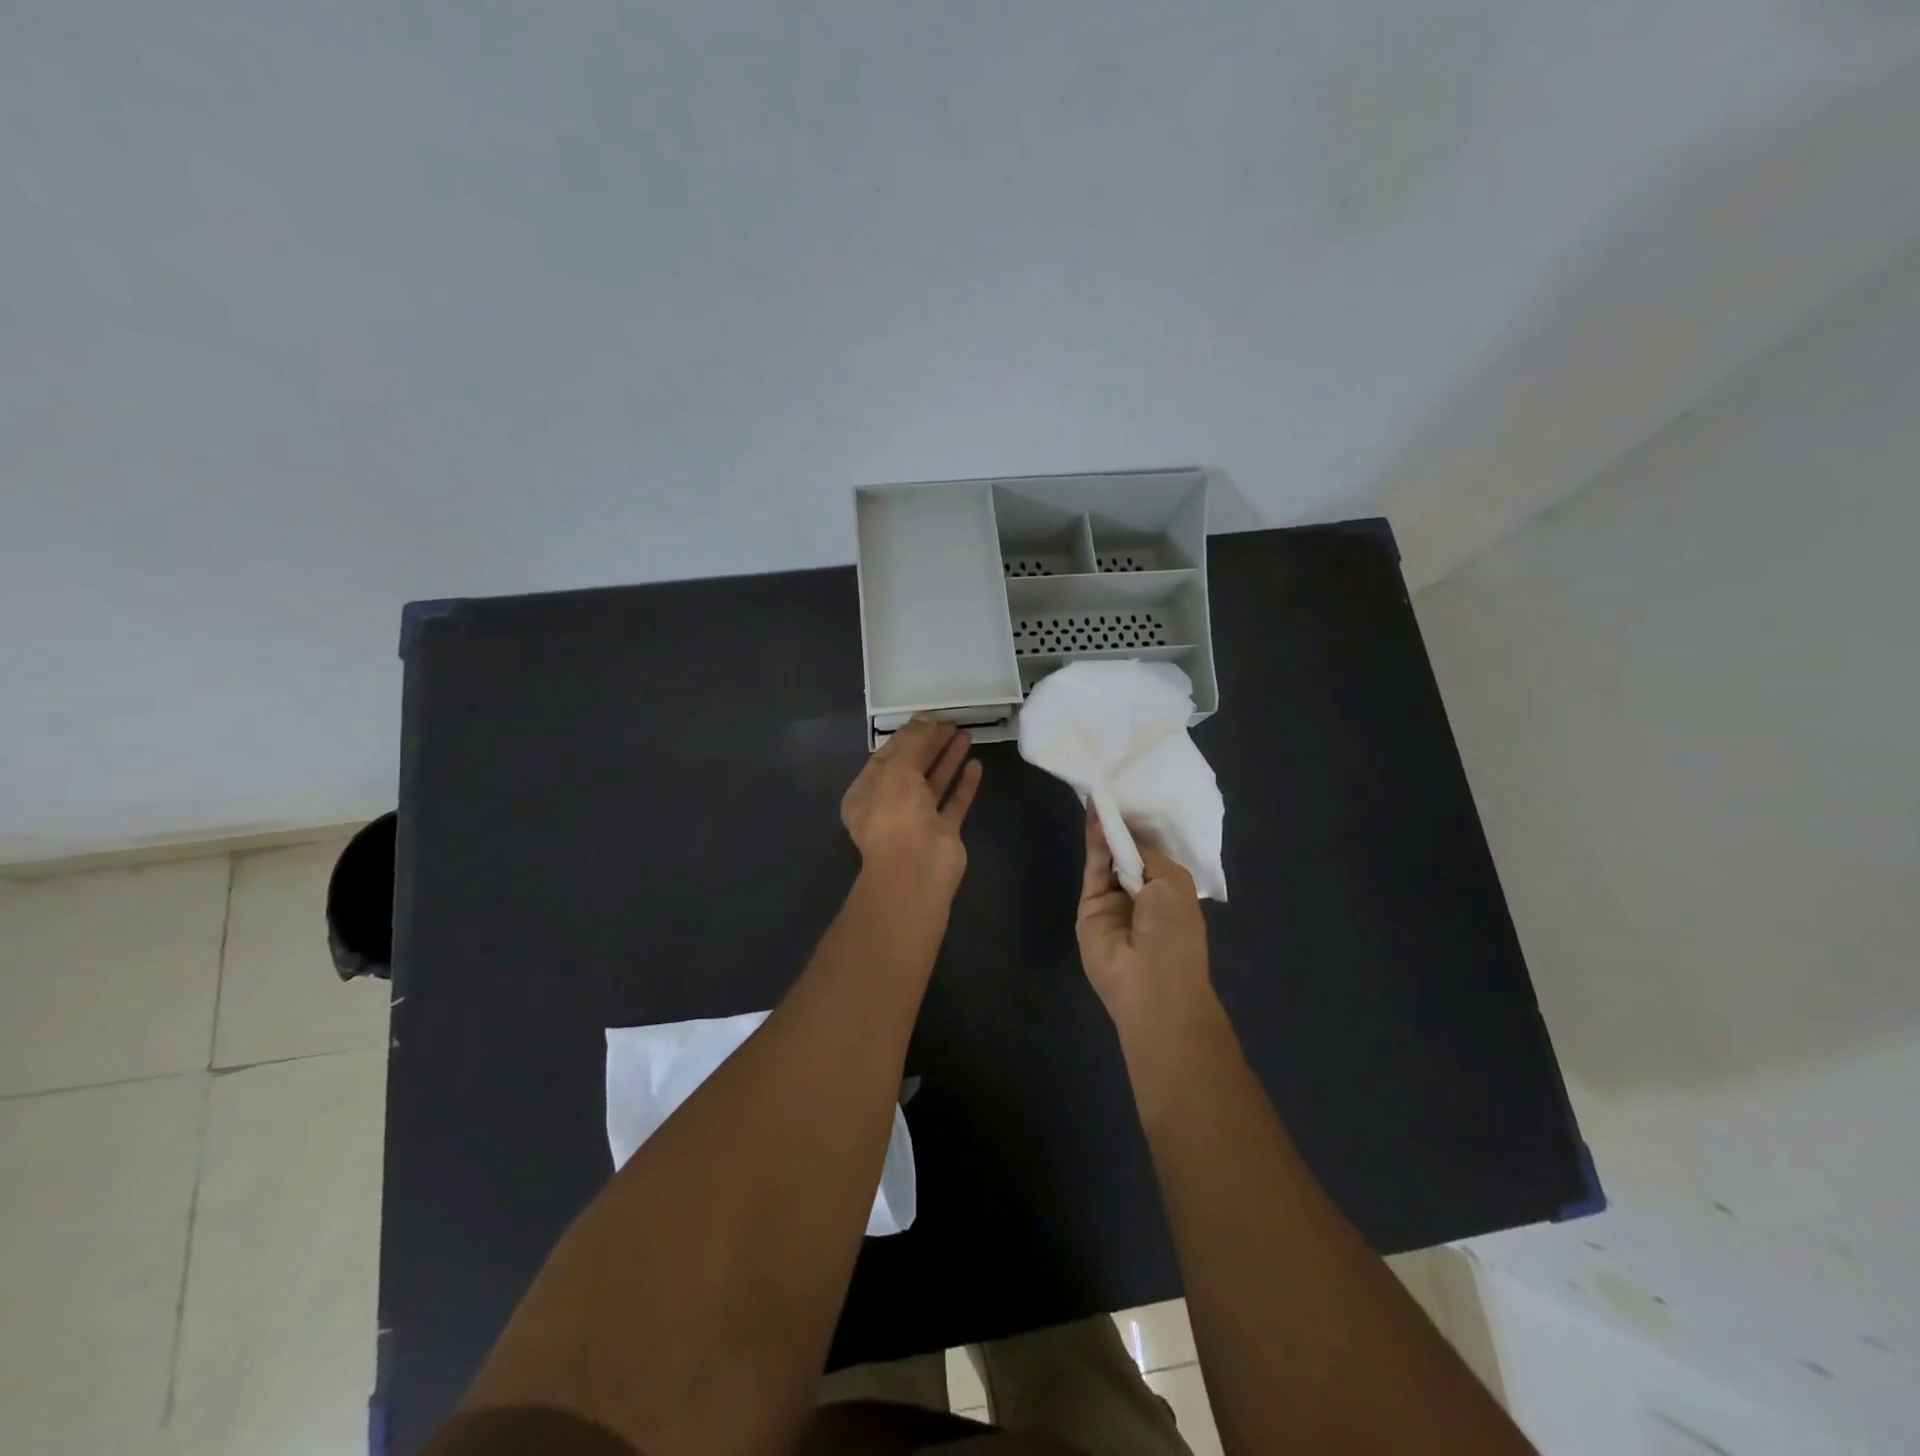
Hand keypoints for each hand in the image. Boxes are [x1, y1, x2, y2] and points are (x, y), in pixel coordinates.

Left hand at [841, 717, 982, 887]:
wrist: (916, 868)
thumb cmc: (895, 813)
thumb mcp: (896, 767)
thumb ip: (912, 740)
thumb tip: (925, 717)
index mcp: (866, 792)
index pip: (886, 756)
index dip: (907, 735)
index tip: (929, 717)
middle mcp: (889, 806)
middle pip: (912, 768)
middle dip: (929, 744)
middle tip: (951, 722)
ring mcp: (917, 821)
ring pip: (934, 784)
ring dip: (948, 759)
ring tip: (966, 734)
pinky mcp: (943, 833)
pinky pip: (954, 803)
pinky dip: (964, 784)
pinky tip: (976, 765)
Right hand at [1076, 807, 1210, 1025]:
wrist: (1149, 982)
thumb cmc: (1175, 932)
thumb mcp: (1172, 883)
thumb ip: (1146, 854)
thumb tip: (1125, 835)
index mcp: (1170, 890)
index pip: (1153, 853)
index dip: (1143, 827)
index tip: (1135, 795)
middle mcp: (1141, 892)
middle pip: (1128, 852)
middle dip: (1123, 824)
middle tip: (1114, 784)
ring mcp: (1113, 899)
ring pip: (1108, 856)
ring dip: (1106, 827)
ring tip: (1101, 790)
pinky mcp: (1089, 903)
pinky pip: (1093, 866)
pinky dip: (1093, 840)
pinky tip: (1094, 812)